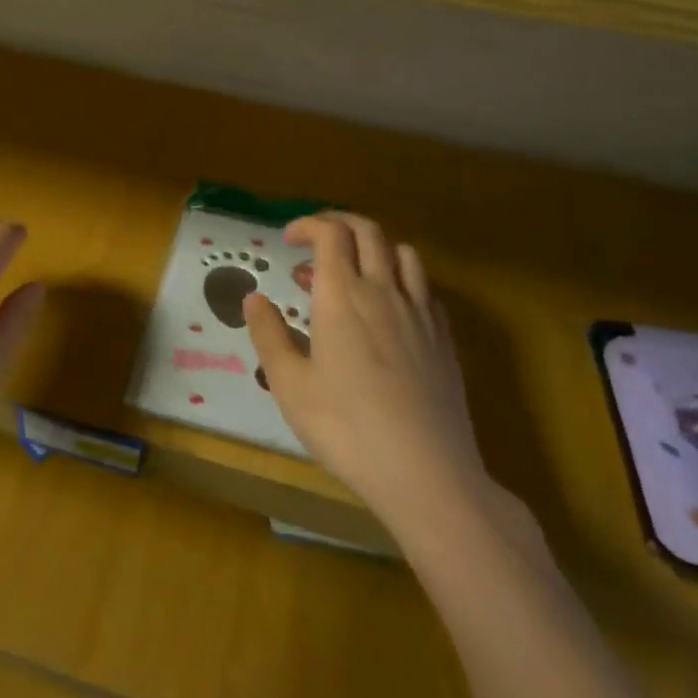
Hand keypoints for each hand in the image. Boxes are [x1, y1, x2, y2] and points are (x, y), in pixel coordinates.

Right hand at [245, 212, 492, 521]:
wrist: (427, 473)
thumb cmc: (347, 428)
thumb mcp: (290, 385)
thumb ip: (269, 335)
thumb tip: (253, 298)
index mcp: (342, 295)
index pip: (330, 233)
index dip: (307, 224)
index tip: (288, 239)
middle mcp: (383, 291)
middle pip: (368, 231)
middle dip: (339, 223)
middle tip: (316, 240)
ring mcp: (420, 313)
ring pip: (403, 253)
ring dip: (376, 248)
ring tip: (355, 271)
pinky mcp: (445, 339)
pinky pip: (425, 289)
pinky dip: (403, 281)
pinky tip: (392, 310)